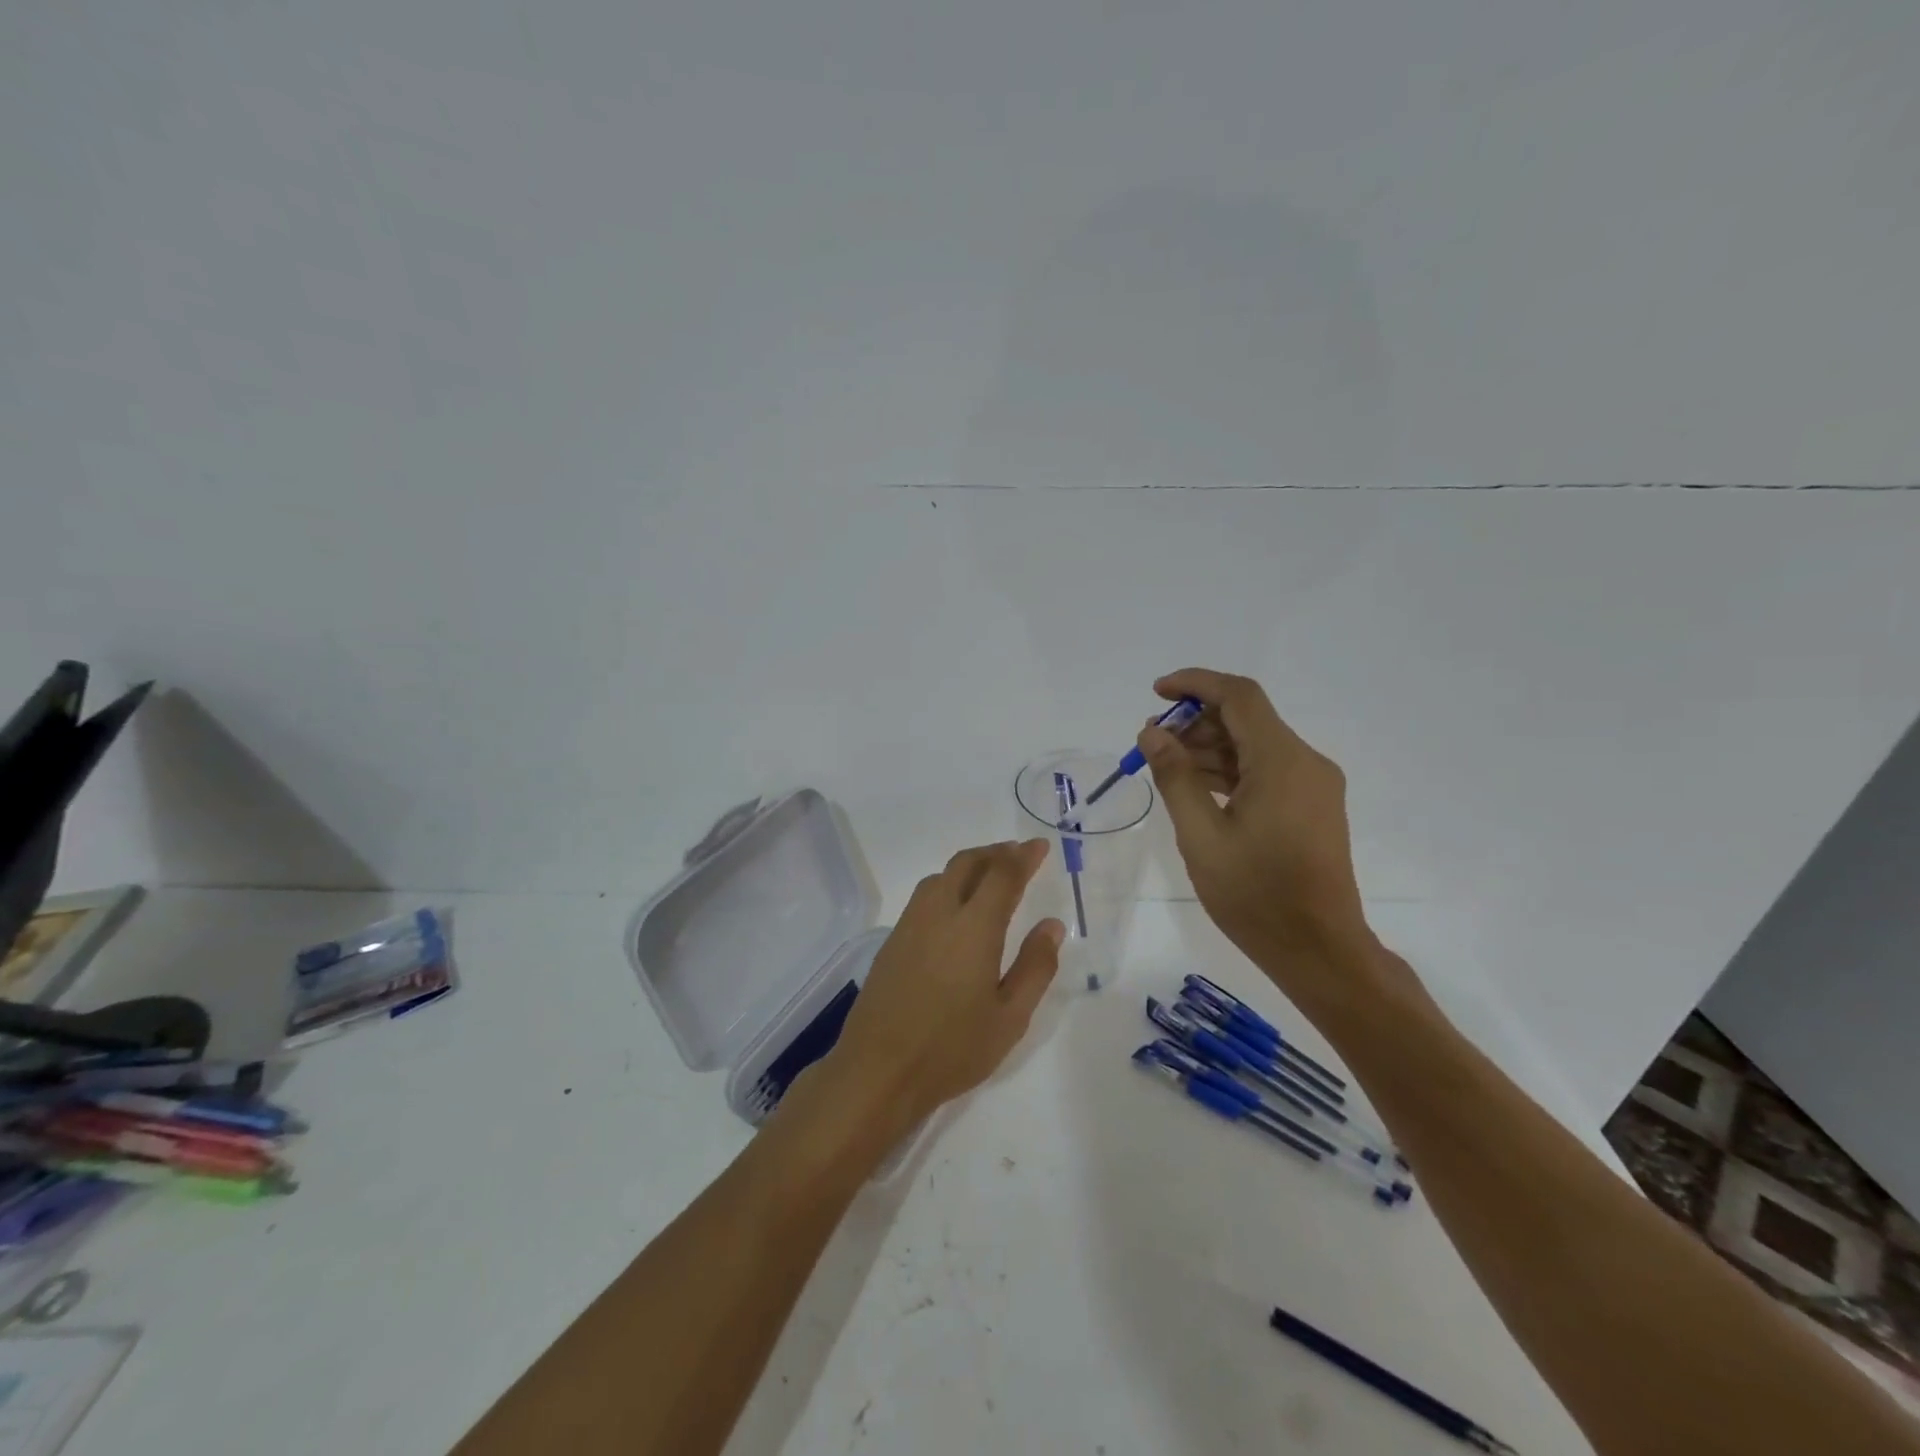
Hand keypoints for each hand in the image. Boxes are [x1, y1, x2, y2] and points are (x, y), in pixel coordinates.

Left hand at [805, 840, 1063, 1143]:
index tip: (1039, 847)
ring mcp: (910, 925)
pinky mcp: (892, 941)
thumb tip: (1051, 925)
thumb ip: (1035, 967)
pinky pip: (924, 896)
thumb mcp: (1010, 1018)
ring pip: (941, 876)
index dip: (1023, 856)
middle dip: (995, 853)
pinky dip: (948, 885)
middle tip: (1018, 855)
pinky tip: (956, 908)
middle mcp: (939, 913)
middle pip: (967, 863)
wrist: (878, 1070)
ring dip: (969, 866)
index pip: (1002, 874)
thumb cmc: (952, 1049)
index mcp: (974, 927)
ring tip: (990, 876)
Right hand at [1139, 669, 1377, 1006]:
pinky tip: (1196, 788)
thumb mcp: (1201, 836)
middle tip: (1151, 743)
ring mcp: (1313, 785)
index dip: (1195, 683)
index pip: (1239, 696)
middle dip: (1195, 722)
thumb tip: (1152, 733)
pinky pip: (1266, 771)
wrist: (1319, 950)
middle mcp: (1305, 762)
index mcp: (1282, 762)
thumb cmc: (1255, 895)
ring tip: (1164, 767)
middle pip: (1246, 719)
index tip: (1156, 693)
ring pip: (1255, 746)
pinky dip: (1229, 771)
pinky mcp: (1312, 807)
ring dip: (1209, 748)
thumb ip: (1175, 777)